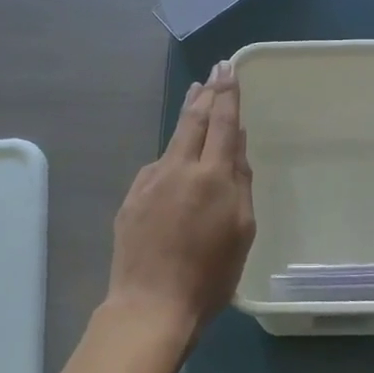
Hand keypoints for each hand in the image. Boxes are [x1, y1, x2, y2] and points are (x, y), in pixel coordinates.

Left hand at [108, 61, 255, 339]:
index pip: (222, 122)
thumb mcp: (242, 230)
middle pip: (193, 120)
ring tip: (195, 98)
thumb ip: (239, 181)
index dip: (227, 92)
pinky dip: (171, 155)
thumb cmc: (209, 274)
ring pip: (172, 139)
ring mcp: (150, 181)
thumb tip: (236, 142)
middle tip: (212, 73)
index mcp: (212, 175)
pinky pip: (157, 167)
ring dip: (186, 116)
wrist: (150, 304)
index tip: (228, 68)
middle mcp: (179, 168)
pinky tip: (174, 160)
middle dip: (206, 93)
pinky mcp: (132, 198)